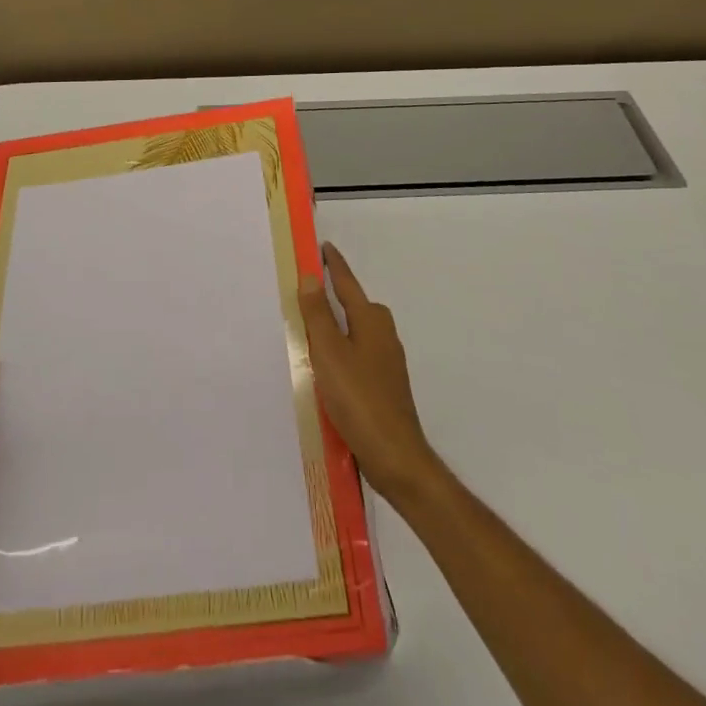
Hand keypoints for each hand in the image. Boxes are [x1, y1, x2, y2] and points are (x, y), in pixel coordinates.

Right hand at [298, 242, 439, 503]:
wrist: (396, 458)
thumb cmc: (359, 399)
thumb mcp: (329, 353)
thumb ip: (318, 315)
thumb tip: (312, 278)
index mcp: (370, 321)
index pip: (348, 284)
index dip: (335, 266)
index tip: (324, 247)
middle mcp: (383, 335)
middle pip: (357, 306)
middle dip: (337, 296)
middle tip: (309, 293)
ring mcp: (388, 362)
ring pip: (358, 333)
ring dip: (338, 327)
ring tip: (313, 332)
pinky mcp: (386, 386)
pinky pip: (360, 355)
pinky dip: (343, 352)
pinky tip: (329, 370)